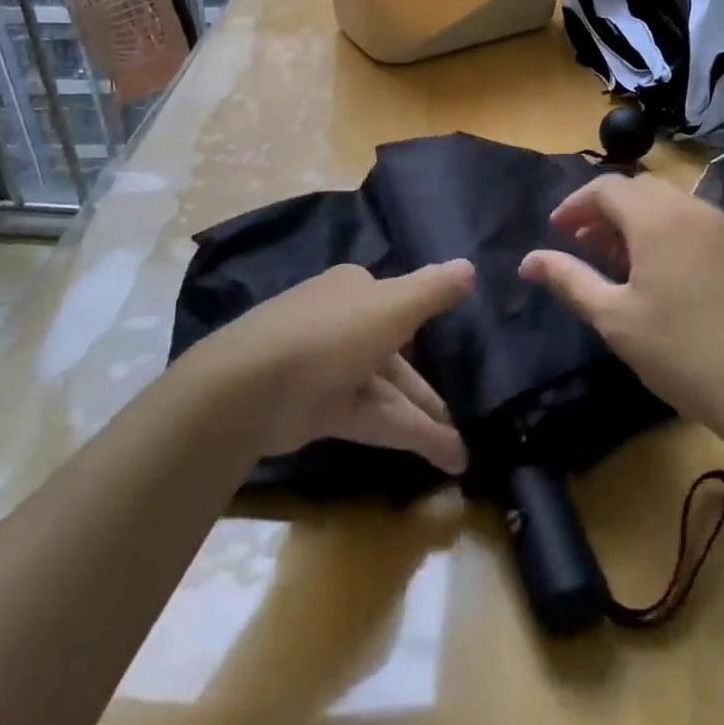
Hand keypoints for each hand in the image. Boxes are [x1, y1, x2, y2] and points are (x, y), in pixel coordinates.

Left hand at [186, 260, 473, 474]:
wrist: (253, 386)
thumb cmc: (332, 333)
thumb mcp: (394, 305)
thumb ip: (434, 289)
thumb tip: (470, 267)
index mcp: (355, 288)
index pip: (398, 303)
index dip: (427, 325)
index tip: (457, 348)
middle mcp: (342, 323)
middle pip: (396, 354)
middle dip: (430, 389)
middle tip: (468, 417)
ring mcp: (329, 369)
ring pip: (388, 391)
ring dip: (426, 419)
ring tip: (463, 454)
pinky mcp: (321, 409)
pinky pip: (374, 417)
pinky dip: (408, 434)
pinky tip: (445, 457)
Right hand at [518, 175, 723, 440]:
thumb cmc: (681, 351)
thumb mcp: (614, 318)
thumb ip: (568, 279)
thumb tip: (528, 260)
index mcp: (657, 219)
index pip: (606, 188)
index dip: (575, 205)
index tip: (557, 230)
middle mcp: (694, 210)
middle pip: (640, 189)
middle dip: (606, 210)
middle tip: (586, 244)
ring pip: (672, 205)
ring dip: (639, 221)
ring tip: (622, 261)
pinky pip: (698, 226)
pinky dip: (670, 234)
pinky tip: (668, 277)